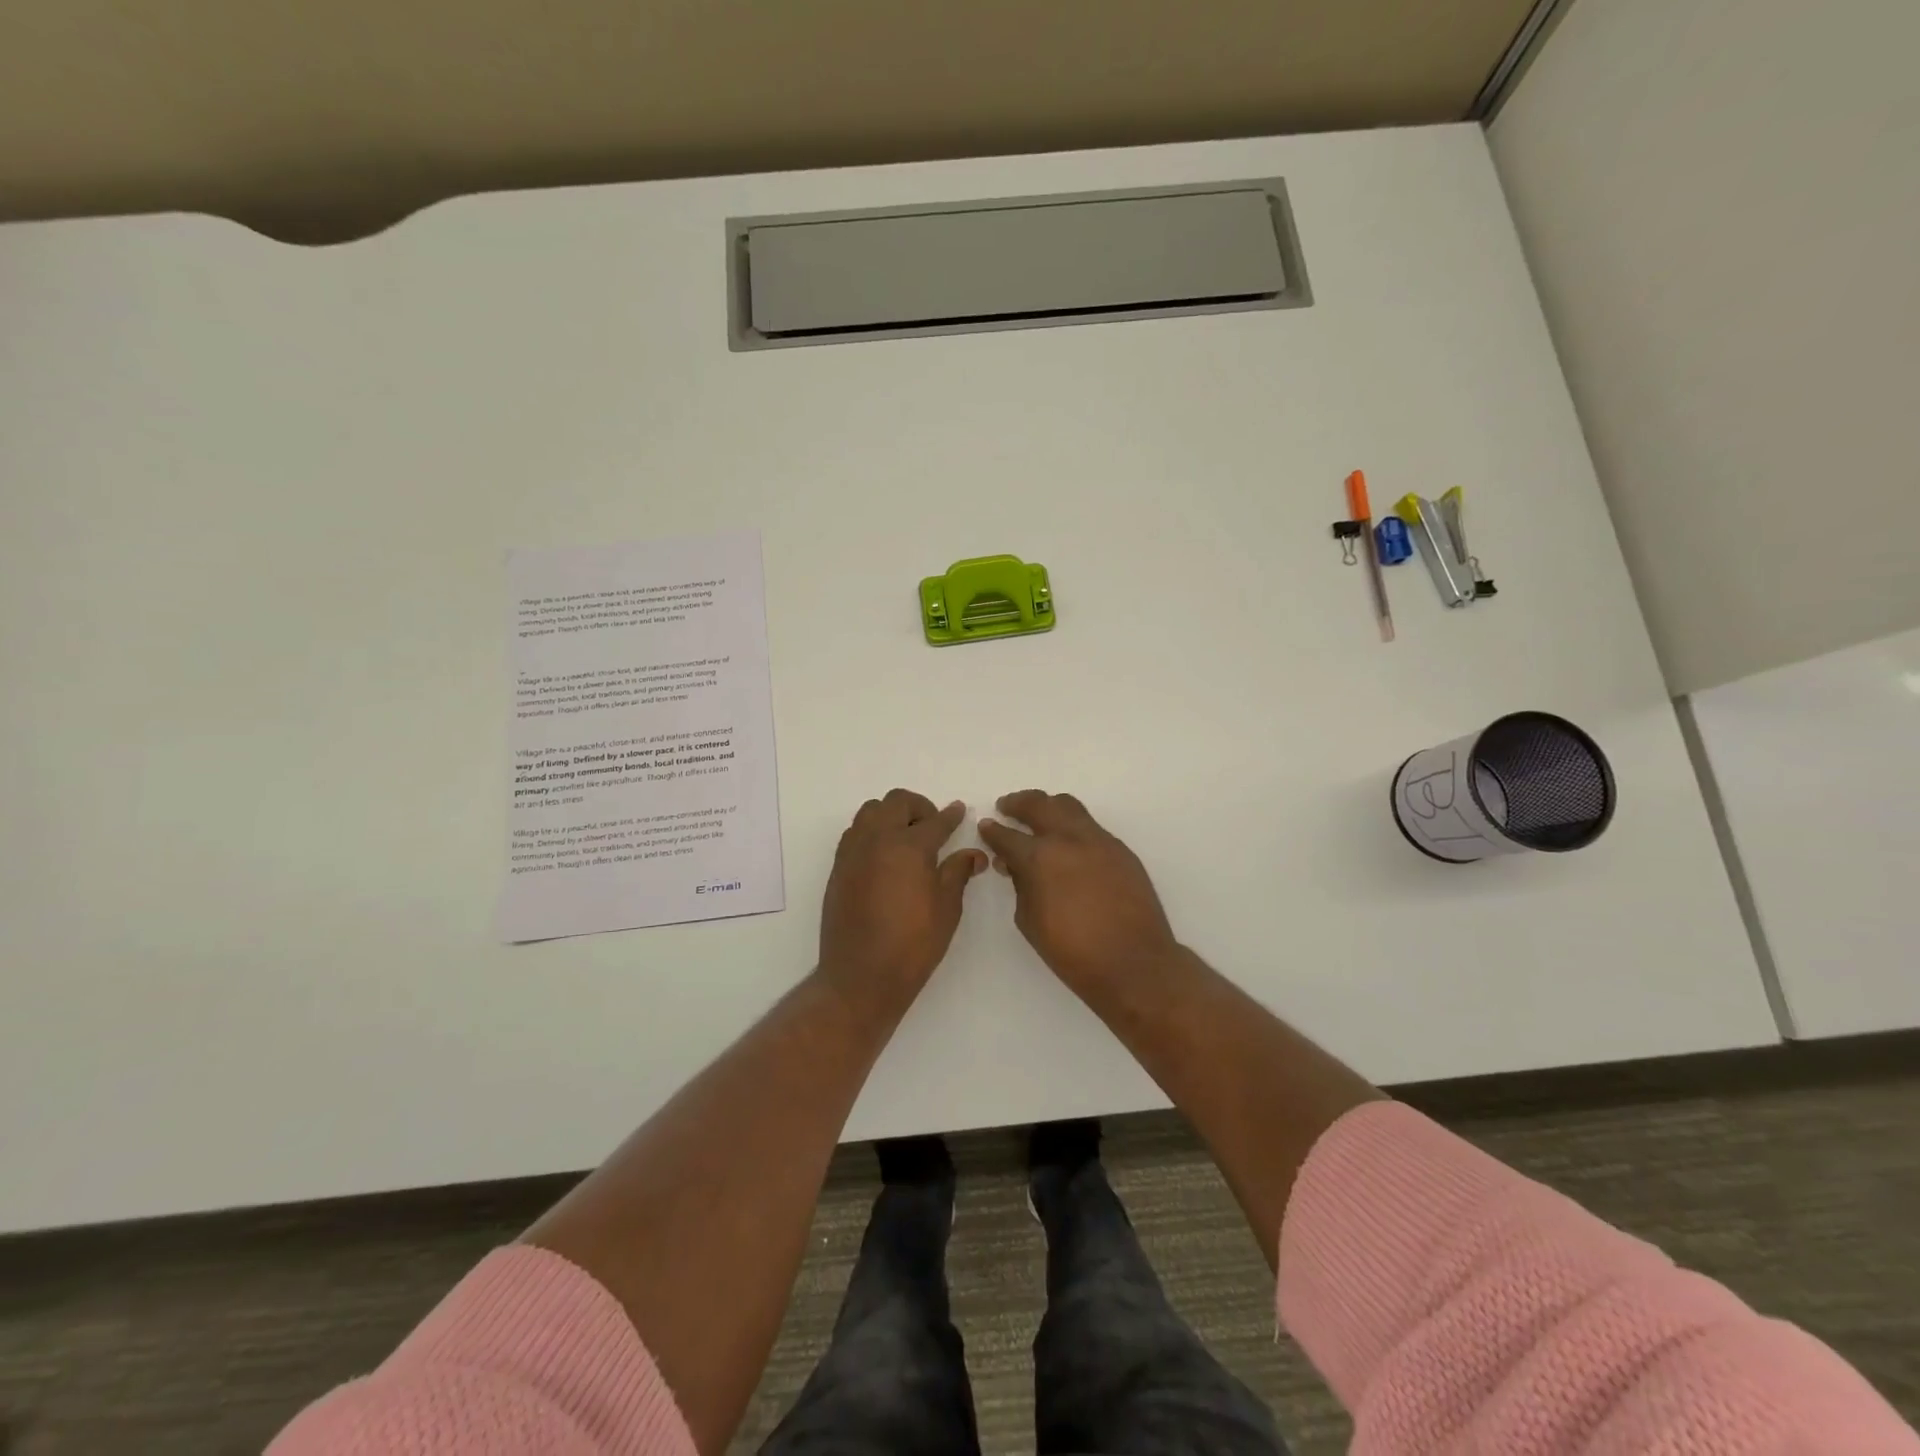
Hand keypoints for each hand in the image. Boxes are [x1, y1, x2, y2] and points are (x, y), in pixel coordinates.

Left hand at [819, 789, 985, 1005]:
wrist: (861, 977)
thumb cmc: (913, 945)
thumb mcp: (946, 909)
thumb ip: (958, 872)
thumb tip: (973, 853)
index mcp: (909, 846)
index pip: (935, 821)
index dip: (951, 815)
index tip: (960, 811)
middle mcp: (878, 839)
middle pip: (897, 802)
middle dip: (919, 807)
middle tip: (933, 827)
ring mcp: (853, 851)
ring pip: (871, 811)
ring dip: (891, 815)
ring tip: (906, 839)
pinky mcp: (838, 867)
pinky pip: (855, 832)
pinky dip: (872, 832)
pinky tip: (885, 856)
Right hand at [977, 790, 1179, 997]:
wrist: (1134, 964)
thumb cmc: (1073, 952)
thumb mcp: (1029, 921)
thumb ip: (1020, 885)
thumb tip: (1014, 865)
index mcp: (1040, 858)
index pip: (1007, 836)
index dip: (992, 831)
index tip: (985, 826)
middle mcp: (1069, 839)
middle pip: (1039, 805)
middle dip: (1018, 803)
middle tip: (1006, 807)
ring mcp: (1099, 841)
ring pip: (1069, 806)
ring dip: (1048, 806)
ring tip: (1038, 817)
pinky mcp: (1121, 850)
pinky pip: (1091, 827)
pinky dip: (1073, 826)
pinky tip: (1068, 844)